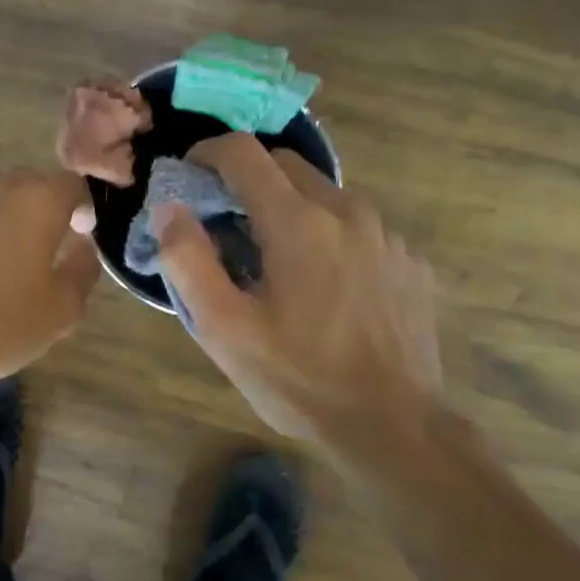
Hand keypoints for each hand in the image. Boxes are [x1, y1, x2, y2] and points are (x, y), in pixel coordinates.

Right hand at [152, 134, 441, 445]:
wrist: (394, 427)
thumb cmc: (298, 378)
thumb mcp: (223, 329)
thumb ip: (187, 260)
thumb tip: (169, 208)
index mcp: (298, 223)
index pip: (245, 153)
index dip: (208, 154)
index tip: (189, 175)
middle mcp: (348, 212)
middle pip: (287, 164)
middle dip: (247, 179)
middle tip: (224, 223)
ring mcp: (387, 235)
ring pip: (325, 194)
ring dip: (289, 207)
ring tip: (273, 259)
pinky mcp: (410, 261)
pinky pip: (358, 227)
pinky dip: (328, 235)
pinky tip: (323, 285)